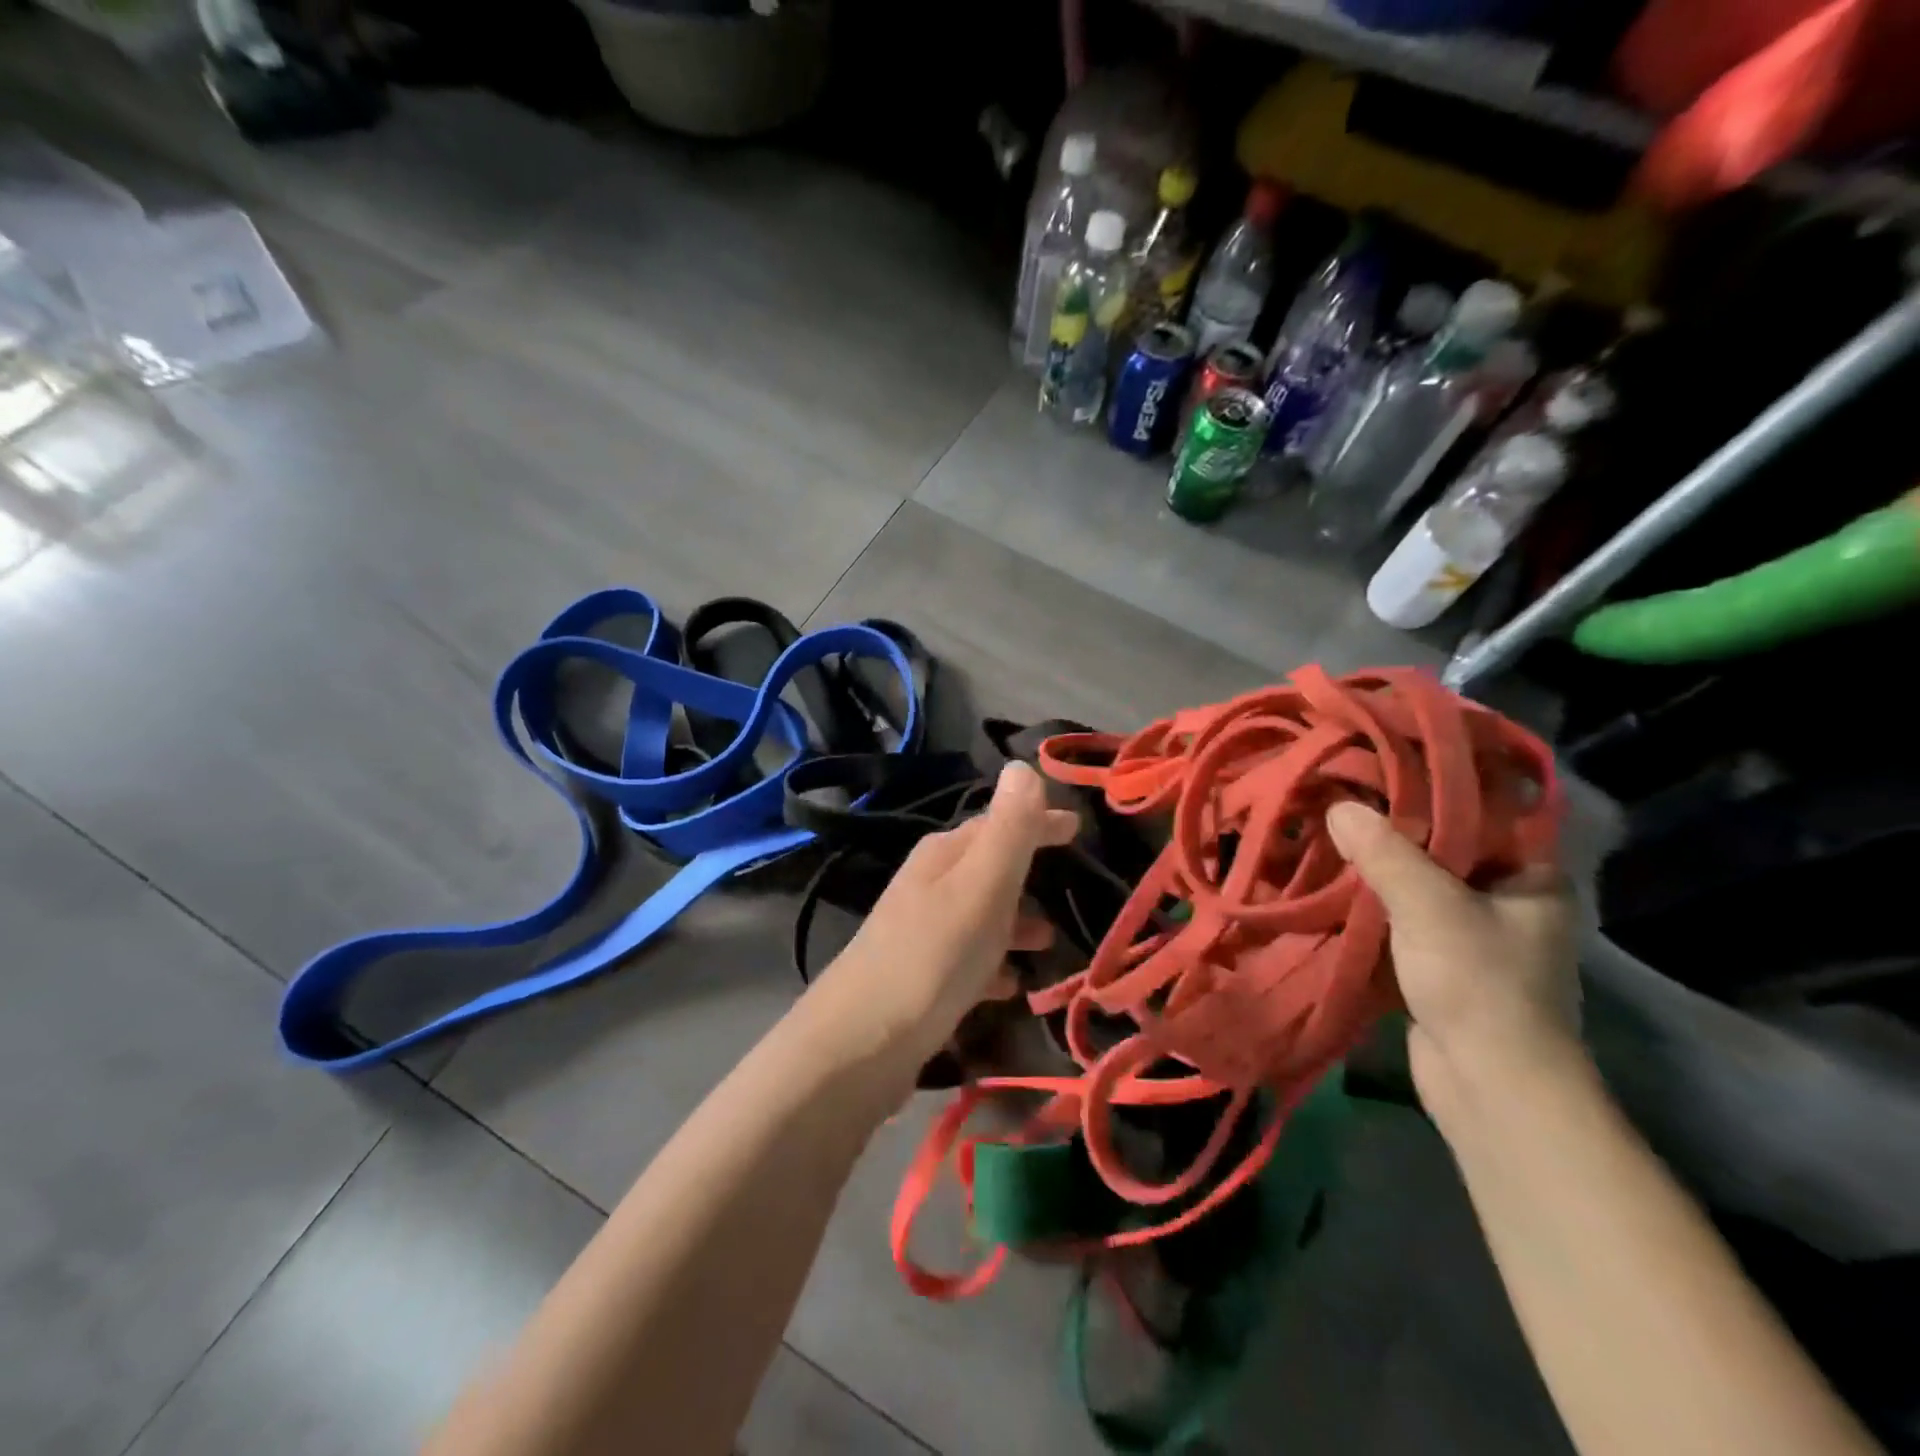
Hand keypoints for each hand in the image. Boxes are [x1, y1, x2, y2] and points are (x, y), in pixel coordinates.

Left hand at [800, 762, 1077, 1086]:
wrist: (860, 1043)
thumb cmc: (933, 956)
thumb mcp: (982, 886)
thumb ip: (1008, 829)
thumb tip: (1023, 765)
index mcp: (944, 855)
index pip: (998, 821)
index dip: (1039, 822)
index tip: (1079, 827)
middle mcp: (929, 885)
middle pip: (988, 867)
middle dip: (1029, 871)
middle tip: (1071, 884)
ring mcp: (920, 932)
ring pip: (980, 914)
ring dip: (1015, 920)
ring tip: (1051, 942)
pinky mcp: (918, 978)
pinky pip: (968, 959)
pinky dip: (994, 964)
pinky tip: (1011, 986)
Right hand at [1326, 801, 1583, 1121]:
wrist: (1489, 1085)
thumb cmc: (1478, 983)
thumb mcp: (1429, 905)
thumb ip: (1385, 852)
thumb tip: (1340, 806)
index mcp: (1530, 877)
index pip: (1482, 813)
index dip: (1433, 788)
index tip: (1381, 767)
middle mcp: (1508, 900)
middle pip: (1444, 848)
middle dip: (1393, 829)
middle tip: (1343, 798)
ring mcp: (1474, 934)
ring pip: (1418, 885)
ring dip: (1378, 869)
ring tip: (1329, 834)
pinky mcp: (1442, 962)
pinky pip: (1402, 917)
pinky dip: (1373, 904)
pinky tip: (1335, 884)